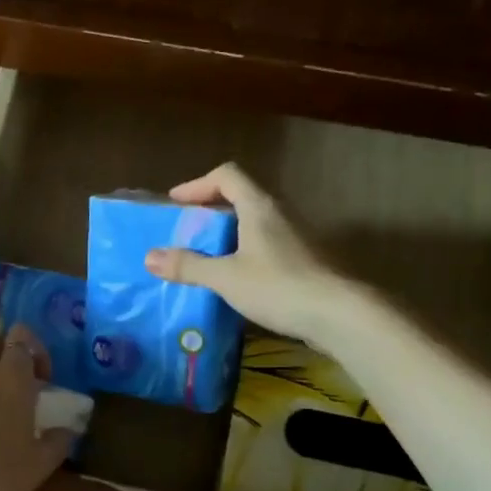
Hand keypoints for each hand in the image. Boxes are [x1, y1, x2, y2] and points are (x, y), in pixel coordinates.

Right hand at [144, 163, 350, 339]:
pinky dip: (246, 252)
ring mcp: (296, 236)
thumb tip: (149, 257)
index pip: (227, 175)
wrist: (340, 314)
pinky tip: (237, 279)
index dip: (198, 184)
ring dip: (230, 232)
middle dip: (211, 209)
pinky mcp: (306, 260)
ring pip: (256, 222)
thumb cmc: (279, 286)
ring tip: (207, 255)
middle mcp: (280, 213)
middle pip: (242, 196)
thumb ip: (188, 266)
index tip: (176, 202)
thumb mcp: (226, 278)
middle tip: (188, 229)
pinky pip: (267, 245)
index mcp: (259, 207)